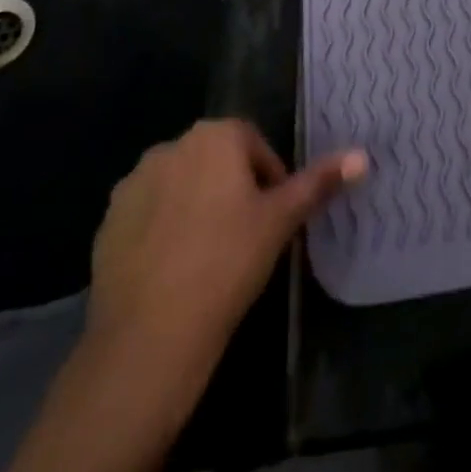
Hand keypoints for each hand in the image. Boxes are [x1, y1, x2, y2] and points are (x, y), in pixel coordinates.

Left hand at [0, 123, 366, 471]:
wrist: (148, 336)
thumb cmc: (227, 263)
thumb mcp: (281, 220)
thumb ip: (319, 182)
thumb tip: (363, 155)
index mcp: (215, 135)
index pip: (252, 143)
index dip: (268, 179)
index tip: (273, 218)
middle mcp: (172, 145)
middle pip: (215, 160)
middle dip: (232, 188)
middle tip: (246, 236)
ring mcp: (134, 182)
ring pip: (180, 185)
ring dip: (195, 206)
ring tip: (208, 256)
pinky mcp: (108, 220)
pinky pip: (146, 213)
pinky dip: (162, 230)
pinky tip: (172, 270)